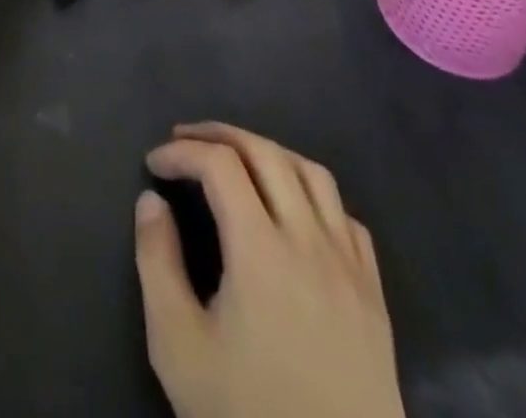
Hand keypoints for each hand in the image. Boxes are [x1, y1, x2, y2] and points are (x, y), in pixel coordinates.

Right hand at [135, 123, 403, 417]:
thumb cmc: (247, 415)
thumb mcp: (179, 347)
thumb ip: (157, 263)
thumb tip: (151, 201)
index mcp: (261, 249)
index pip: (219, 164)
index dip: (181, 151)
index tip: (154, 164)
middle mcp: (309, 241)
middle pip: (265, 152)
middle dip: (219, 135)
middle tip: (185, 140)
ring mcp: (349, 267)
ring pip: (312, 173)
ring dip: (268, 153)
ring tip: (237, 161)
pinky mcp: (374, 296)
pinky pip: (347, 218)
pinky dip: (313, 195)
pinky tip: (295, 213)